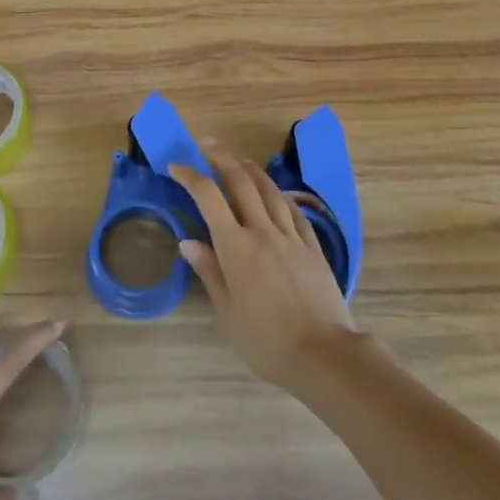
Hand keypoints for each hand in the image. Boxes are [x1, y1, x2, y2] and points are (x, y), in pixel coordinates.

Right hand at [169, 146, 359, 394]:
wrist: (323, 354)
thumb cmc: (266, 341)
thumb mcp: (227, 312)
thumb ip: (209, 271)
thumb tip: (188, 241)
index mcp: (236, 247)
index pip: (208, 197)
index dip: (190, 176)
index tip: (175, 166)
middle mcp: (263, 231)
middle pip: (240, 182)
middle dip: (221, 158)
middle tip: (206, 145)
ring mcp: (291, 236)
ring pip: (270, 190)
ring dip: (251, 169)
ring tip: (239, 160)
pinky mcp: (313, 247)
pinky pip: (293, 210)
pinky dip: (280, 195)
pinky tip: (276, 193)